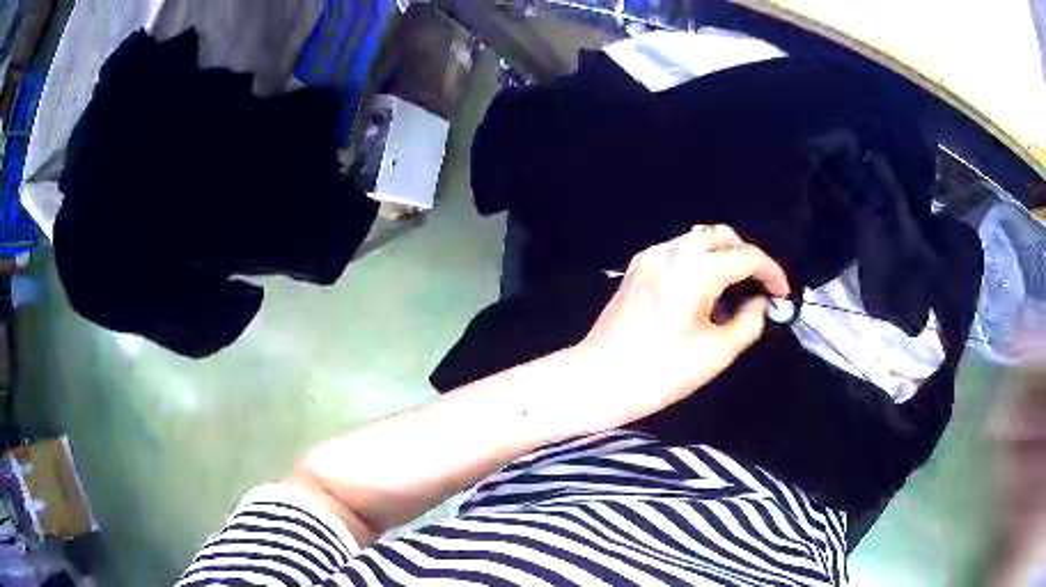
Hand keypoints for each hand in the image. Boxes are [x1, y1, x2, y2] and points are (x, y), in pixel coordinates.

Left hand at [575, 225, 789, 426]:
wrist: (596, 380)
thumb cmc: (658, 373)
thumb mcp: (715, 354)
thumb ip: (748, 323)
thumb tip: (759, 303)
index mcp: (694, 271)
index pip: (747, 256)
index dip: (772, 272)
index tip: (783, 293)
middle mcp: (671, 252)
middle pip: (723, 236)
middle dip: (748, 256)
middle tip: (760, 288)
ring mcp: (650, 256)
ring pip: (699, 239)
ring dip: (724, 255)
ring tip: (736, 287)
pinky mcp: (637, 267)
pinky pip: (678, 250)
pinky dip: (700, 259)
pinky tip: (704, 287)